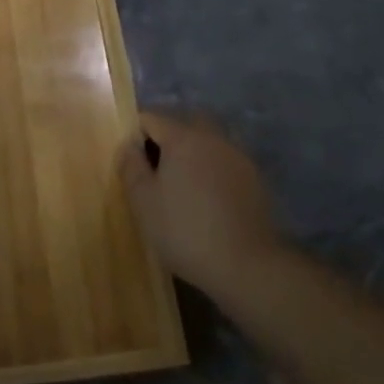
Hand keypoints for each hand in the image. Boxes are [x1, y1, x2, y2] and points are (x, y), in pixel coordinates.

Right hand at [117, 112, 282, 301]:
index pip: (151, 118)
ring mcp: (237, 156)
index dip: (135, 137)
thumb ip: (131, 165)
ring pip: (207, 143)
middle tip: (156, 174)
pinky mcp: (255, 178)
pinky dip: (212, 172)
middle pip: (182, 125)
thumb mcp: (143, 201)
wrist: (246, 265)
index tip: (133, 167)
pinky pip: (224, 162)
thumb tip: (129, 144)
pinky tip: (208, 202)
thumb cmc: (185, 230)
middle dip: (166, 141)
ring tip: (183, 190)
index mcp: (183, 137)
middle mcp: (213, 137)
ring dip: (191, 156)